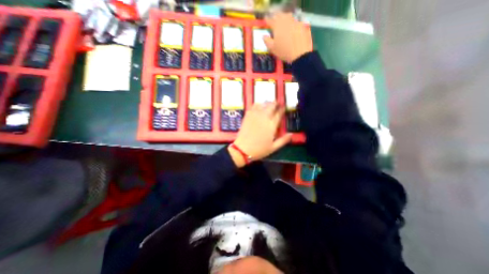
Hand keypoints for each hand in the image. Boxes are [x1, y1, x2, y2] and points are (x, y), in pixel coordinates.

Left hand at [229, 101, 290, 167]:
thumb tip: (291, 134)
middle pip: (271, 106)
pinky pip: (253, 106)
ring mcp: (255, 116)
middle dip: (275, 103)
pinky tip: (259, 107)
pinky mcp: (248, 116)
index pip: (279, 114)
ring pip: (263, 104)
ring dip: (267, 103)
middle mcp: (264, 118)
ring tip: (269, 105)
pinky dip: (258, 105)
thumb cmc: (259, 149)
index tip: (284, 107)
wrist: (242, 149)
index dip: (282, 109)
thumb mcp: (273, 147)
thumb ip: (283, 140)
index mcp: (271, 125)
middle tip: (277, 104)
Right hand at [263, 11, 312, 62]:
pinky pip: (295, 21)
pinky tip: (291, 29)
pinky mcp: (301, 25)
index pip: (270, 20)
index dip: (267, 21)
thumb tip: (264, 36)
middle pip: (279, 16)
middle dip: (276, 18)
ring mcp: (294, 22)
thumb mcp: (272, 49)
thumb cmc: (284, 52)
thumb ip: (267, 41)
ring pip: (288, 16)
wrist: (300, 54)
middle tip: (274, 23)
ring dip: (284, 19)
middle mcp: (285, 21)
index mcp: (277, 25)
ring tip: (282, 24)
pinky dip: (291, 23)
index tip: (266, 23)